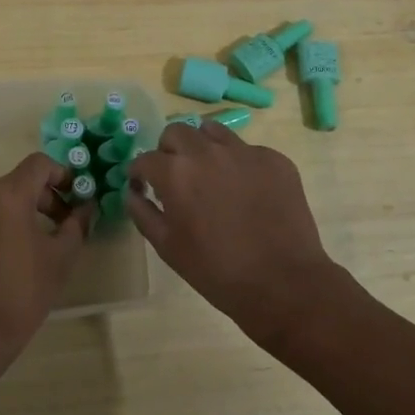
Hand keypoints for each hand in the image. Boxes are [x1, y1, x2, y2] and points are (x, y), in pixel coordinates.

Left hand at [0, 152, 92, 372]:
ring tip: (34, 247)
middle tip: (62, 226)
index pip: (39, 164)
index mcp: (8, 194)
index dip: (62, 174)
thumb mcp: (60, 259)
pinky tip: (3, 263)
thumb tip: (87, 208)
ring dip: (18, 216)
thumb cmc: (21, 292)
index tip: (75, 197)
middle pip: (17, 184)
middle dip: (43, 199)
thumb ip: (77, 225)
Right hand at [128, 122, 344, 347]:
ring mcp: (244, 151)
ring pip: (212, 131)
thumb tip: (132, 192)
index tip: (143, 187)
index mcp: (176, 173)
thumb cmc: (216, 270)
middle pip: (176, 132)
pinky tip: (247, 192)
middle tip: (176, 177)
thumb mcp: (168, 247)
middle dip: (169, 151)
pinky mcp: (274, 159)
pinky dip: (238, 164)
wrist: (282, 282)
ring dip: (203, 147)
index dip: (140, 173)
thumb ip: (142, 213)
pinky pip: (247, 150)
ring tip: (211, 175)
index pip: (145, 159)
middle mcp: (207, 151)